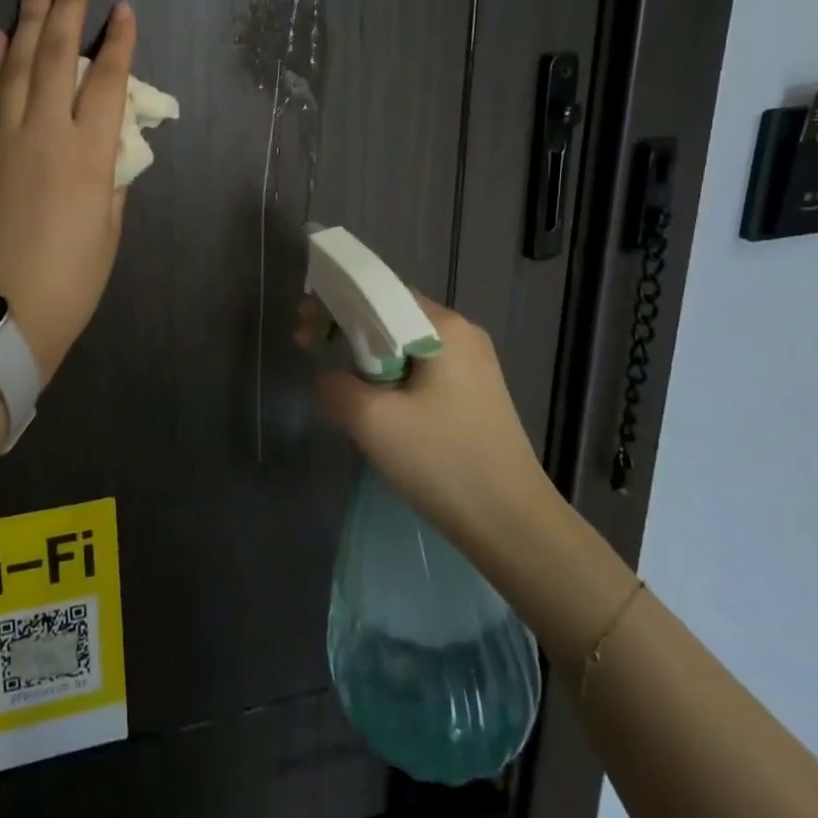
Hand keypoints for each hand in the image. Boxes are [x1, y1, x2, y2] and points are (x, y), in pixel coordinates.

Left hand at [0, 0, 135, 378]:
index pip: (107, 85)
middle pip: (56, 59)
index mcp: (89, 157)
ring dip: (26, 21)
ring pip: (16, 69)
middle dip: (66, 7)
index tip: (124, 9)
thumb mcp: (108, 234)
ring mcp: (3, 142)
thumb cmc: (70, 283)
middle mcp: (45, 136)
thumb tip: (111, 147)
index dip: (118, 44)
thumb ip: (113, 181)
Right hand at [308, 295, 559, 546]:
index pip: (378, 291)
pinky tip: (376, 404)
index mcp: (444, 326)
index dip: (334, 303)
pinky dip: (391, 375)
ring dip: (367, 356)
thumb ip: (335, 385)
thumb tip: (328, 376)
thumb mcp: (372, 421)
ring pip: (405, 343)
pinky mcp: (474, 392)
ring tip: (340, 383)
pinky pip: (421, 367)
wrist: (513, 526)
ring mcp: (473, 364)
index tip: (304, 330)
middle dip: (347, 329)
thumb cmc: (443, 462)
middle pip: (391, 314)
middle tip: (311, 351)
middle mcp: (462, 334)